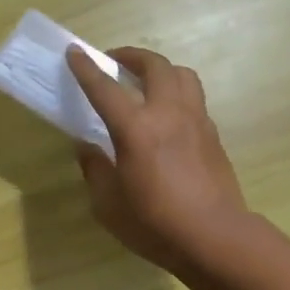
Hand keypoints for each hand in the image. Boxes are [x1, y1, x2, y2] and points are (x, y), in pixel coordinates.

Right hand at [65, 45, 250, 278]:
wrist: (215, 237)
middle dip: (131, 56)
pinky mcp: (213, 136)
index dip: (86, 68)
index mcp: (136, 129)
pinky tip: (168, 116)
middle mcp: (168, 114)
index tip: (75, 52)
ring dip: (161, 69)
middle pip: (154, 66)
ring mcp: (196, 121)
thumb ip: (95, 169)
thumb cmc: (155, 224)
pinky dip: (178, 95)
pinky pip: (195, 100)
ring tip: (147, 82)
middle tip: (114, 61)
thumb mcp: (108, 204)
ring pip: (182, 75)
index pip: (105, 88)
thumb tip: (86, 147)